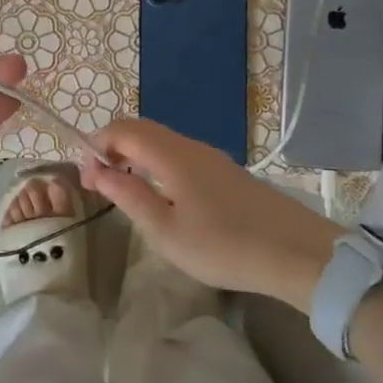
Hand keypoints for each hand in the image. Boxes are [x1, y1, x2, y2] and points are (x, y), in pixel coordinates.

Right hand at [80, 118, 340, 309]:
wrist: (296, 253)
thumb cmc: (223, 246)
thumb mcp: (165, 230)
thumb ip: (127, 196)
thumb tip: (95, 171)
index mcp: (171, 155)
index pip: (123, 129)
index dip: (97, 144)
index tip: (86, 176)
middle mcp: (190, 146)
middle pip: (142, 129)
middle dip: (113, 146)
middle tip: (100, 180)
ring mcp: (211, 157)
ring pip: (162, 140)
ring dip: (135, 154)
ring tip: (125, 188)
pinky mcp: (226, 171)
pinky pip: (179, 153)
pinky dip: (156, 162)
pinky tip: (162, 193)